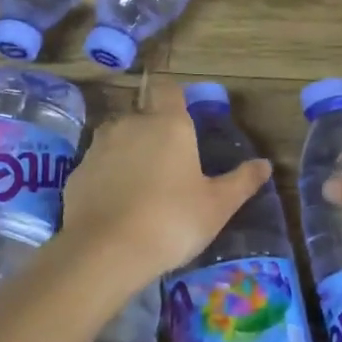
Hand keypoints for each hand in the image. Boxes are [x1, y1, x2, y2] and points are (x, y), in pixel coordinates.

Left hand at [60, 79, 271, 288]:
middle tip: (169, 165)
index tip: (184, 118)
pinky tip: (116, 205)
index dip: (175, 98)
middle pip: (142, 114)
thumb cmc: (172, 221)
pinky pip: (98, 166)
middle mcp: (131, 124)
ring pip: (117, 138)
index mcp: (168, 124)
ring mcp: (99, 147)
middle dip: (154, 131)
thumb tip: (265, 165)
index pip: (169, 89)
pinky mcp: (77, 172)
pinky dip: (107, 177)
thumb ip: (241, 181)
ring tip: (142, 186)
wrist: (105, 252)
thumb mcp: (217, 206)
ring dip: (128, 152)